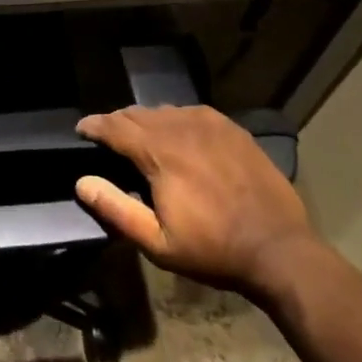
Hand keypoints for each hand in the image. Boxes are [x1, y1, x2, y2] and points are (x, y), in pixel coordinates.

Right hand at [75, 105, 320, 302]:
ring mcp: (210, 124)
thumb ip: (116, 209)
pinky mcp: (232, 129)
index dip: (93, 125)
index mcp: (159, 152)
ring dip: (146, 121)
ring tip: (140, 138)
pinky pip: (192, 113)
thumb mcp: (157, 242)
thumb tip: (82, 182)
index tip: (81, 130)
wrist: (280, 250)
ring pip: (165, 110)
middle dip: (117, 122)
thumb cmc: (213, 250)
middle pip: (137, 113)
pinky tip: (178, 135)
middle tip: (107, 137)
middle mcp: (181, 127)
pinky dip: (175, 120)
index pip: (114, 126)